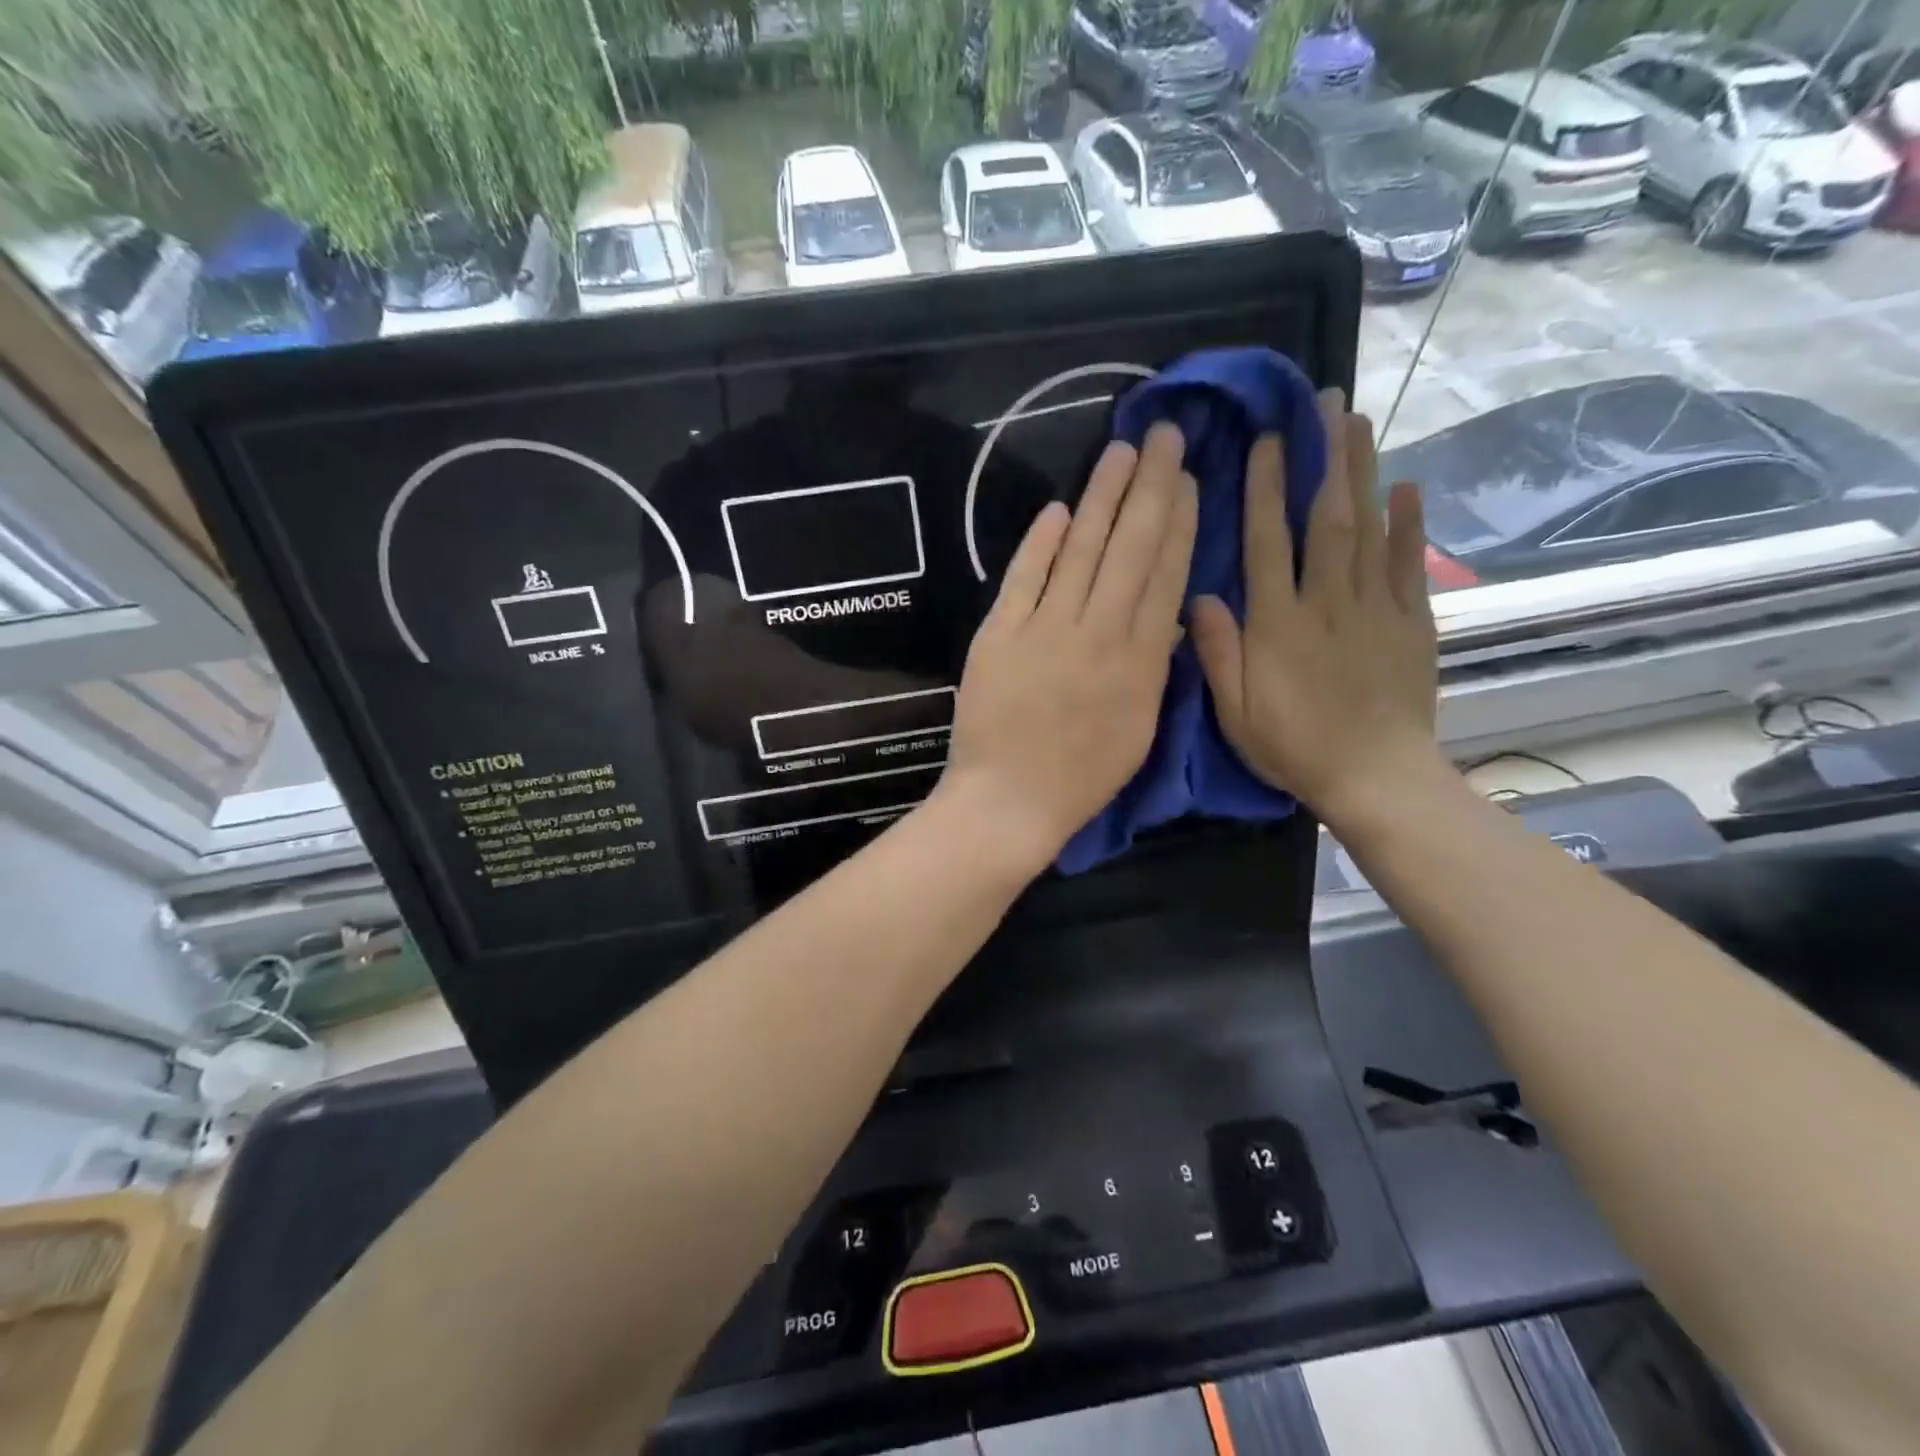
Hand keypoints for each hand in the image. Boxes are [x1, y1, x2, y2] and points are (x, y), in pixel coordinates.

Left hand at [938, 425, 1197, 871]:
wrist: (1011, 800)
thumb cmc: (1083, 776)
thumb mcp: (1139, 727)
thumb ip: (1156, 666)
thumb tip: (1167, 613)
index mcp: (1141, 661)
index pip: (1167, 576)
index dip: (1180, 523)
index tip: (1190, 480)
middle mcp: (1099, 634)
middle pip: (1131, 548)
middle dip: (1151, 487)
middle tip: (1165, 435)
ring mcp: (1046, 630)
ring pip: (1081, 551)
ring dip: (1102, 497)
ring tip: (1121, 452)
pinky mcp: (999, 634)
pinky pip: (1024, 577)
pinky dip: (1040, 542)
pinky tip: (1058, 508)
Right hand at [1190, 391, 1441, 832]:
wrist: (1375, 777)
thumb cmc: (1294, 747)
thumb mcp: (1235, 712)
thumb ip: (1217, 652)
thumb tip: (1199, 596)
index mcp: (1278, 623)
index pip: (1269, 542)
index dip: (1265, 488)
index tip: (1266, 440)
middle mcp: (1328, 602)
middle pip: (1327, 518)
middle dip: (1324, 457)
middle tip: (1326, 403)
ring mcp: (1376, 608)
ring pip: (1369, 528)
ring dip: (1362, 472)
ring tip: (1358, 422)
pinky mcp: (1411, 622)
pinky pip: (1410, 564)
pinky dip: (1409, 524)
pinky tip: (1406, 487)